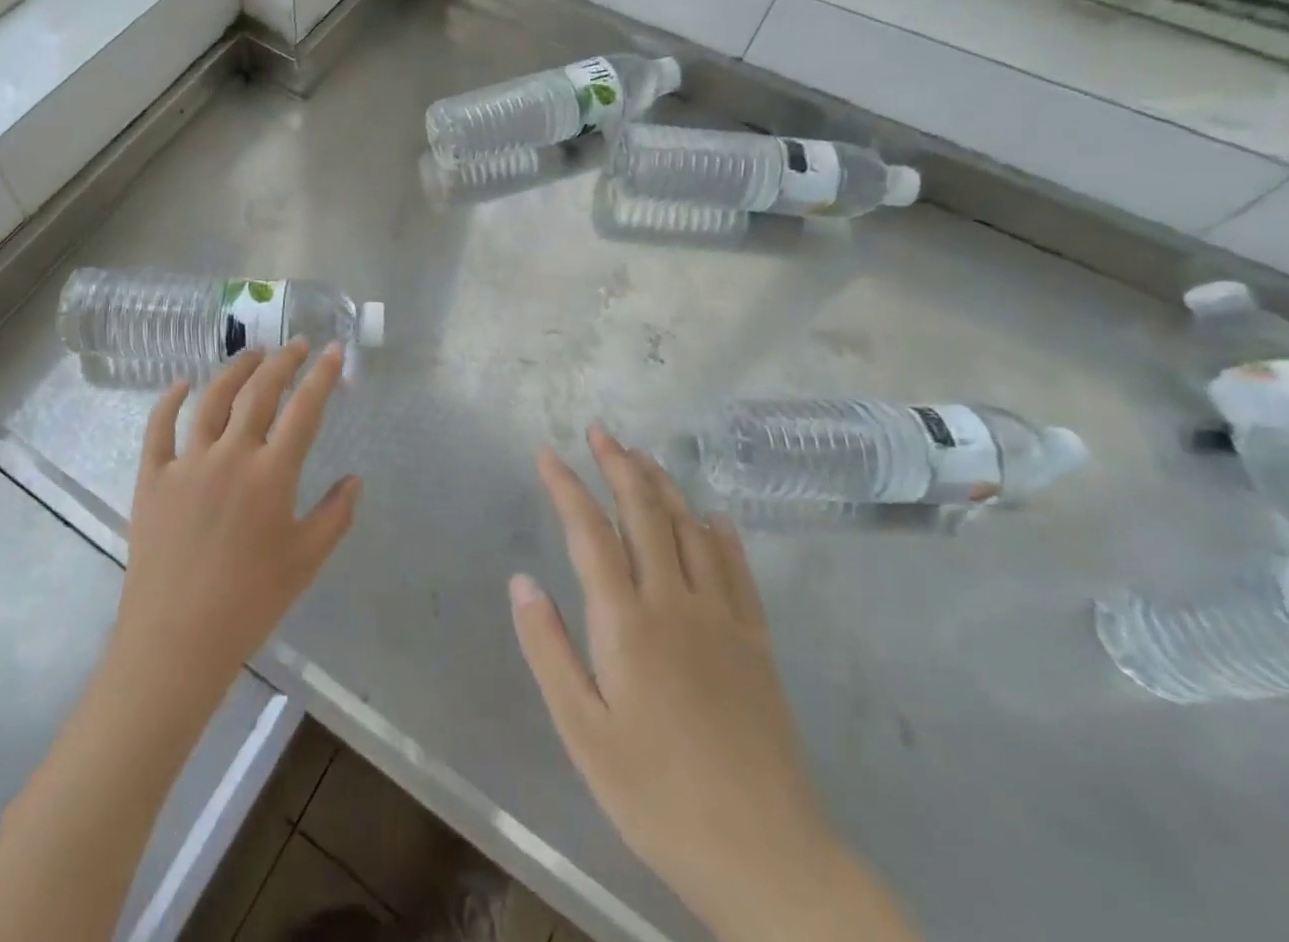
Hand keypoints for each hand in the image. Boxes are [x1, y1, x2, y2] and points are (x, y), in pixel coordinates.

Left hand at [110, 341, 361, 708]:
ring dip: (236, 369)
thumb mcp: (306, 561)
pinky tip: (183, 382)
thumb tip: (355, 480)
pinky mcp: (152, 476)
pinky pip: (159, 426)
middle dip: (282, 362)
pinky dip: (171, 398)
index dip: (323, 376)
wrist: (177, 639)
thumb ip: (335, 515)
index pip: (304, 409)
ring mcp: (187, 462)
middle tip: (296, 345)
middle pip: (259, 392)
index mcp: (272, 474)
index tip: (334, 350)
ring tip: (253, 354)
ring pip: (213, 399)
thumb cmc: (250, 602)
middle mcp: (231, 455)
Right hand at [511, 426, 914, 941]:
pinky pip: (738, 571)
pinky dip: (722, 535)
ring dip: (665, 487)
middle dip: (620, 466)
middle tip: (600, 431)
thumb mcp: (582, 731)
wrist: (767, 856)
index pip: (590, 532)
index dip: (567, 487)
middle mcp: (675, 603)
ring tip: (644, 456)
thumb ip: (548, 649)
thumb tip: (522, 581)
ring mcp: (723, 619)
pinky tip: (715, 517)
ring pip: (692, 530)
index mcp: (627, 622)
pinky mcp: (757, 644)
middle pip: (646, 514)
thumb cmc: (656, 795)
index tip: (547, 454)